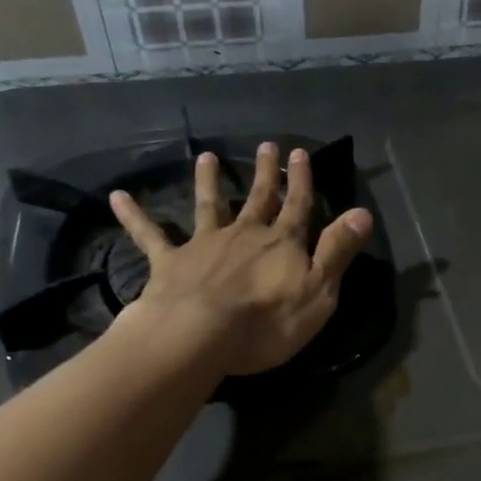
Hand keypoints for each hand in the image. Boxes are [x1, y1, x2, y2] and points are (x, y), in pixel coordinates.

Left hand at [109, 142, 372, 376]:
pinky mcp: (170, 263)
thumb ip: (337, 250)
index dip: (301, 180)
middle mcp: (244, 234)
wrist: (200, 335)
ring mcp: (204, 245)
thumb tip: (362, 212)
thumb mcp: (319, 291)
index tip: (300, 152)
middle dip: (265, 173)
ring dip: (210, 182)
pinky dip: (134, 216)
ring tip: (207, 157)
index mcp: (281, 243)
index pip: (298, 206)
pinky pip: (150, 235)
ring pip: (209, 206)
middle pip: (258, 198)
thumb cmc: (267, 321)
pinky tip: (117, 196)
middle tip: (266, 146)